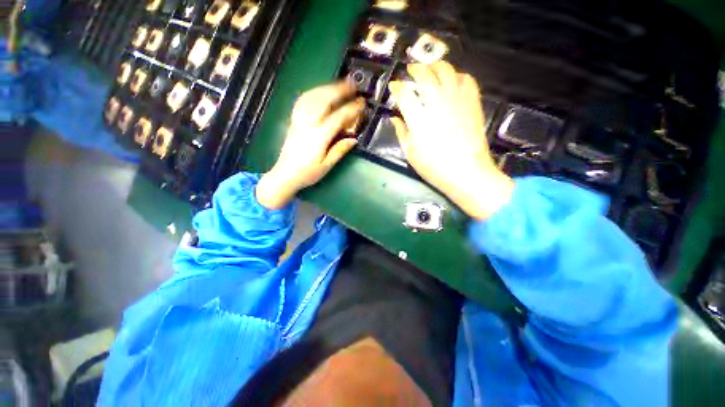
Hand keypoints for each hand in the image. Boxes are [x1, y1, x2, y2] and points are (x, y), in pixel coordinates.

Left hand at [256, 81, 363, 208]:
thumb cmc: (307, 173)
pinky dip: (313, 93)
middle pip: (324, 101)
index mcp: (318, 137)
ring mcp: (299, 120)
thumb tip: (354, 139)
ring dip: (327, 88)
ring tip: (339, 84)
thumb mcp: (326, 165)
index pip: (338, 117)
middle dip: (339, 90)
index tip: (362, 103)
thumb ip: (339, 150)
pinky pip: (302, 101)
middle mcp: (308, 124)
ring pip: (312, 97)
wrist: (284, 175)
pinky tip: (320, 92)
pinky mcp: (294, 121)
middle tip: (352, 84)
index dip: (351, 109)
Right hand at [388, 62, 513, 219]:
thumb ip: (401, 132)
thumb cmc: (433, 166)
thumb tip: (395, 119)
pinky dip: (457, 76)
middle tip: (410, 71)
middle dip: (414, 69)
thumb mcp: (410, 152)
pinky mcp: (472, 101)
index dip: (397, 87)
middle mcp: (436, 100)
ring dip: (435, 66)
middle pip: (424, 73)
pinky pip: (466, 79)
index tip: (394, 87)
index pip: (403, 92)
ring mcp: (457, 98)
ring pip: (446, 69)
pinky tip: (453, 82)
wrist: (466, 172)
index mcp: (417, 115)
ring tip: (431, 70)